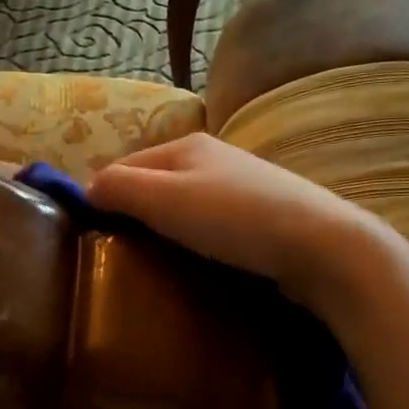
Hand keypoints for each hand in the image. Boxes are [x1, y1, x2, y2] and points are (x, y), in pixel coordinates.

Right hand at [87, 133, 397, 320]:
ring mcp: (241, 186)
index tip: (89, 237)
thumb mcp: (164, 199)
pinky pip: (210, 224)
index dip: (101, 197)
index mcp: (185, 145)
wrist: (322, 246)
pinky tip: (196, 262)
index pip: (123, 165)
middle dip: (133, 213)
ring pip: (183, 205)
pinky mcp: (261, 217)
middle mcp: (212, 157)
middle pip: (154, 184)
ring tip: (153, 263)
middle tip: (118, 255)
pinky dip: (194, 240)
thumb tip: (86, 190)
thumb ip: (118, 188)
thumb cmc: (235, 219)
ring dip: (164, 229)